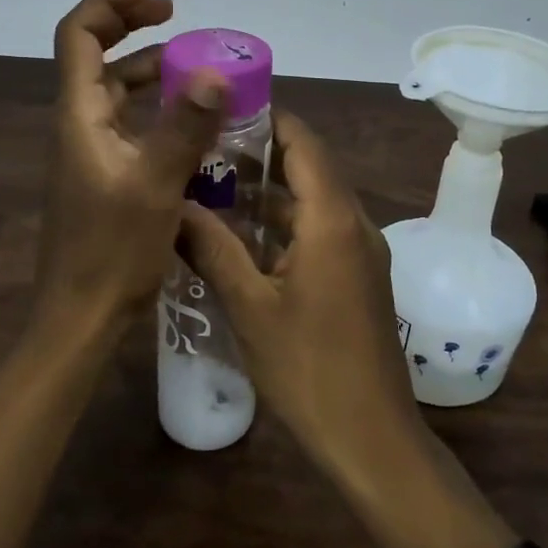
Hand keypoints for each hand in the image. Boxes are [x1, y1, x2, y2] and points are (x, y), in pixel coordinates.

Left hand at [35, 0, 228, 324]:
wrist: (80, 316)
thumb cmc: (111, 252)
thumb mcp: (156, 186)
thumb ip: (185, 128)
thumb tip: (216, 72)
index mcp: (78, 115)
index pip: (80, 34)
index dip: (112, 0)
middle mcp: (77, 122)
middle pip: (93, 52)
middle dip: (130, 22)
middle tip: (174, 10)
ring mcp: (88, 148)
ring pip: (112, 87)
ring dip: (145, 63)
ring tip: (190, 55)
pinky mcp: (102, 171)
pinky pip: (126, 118)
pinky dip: (152, 101)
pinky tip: (186, 112)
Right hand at [177, 112, 425, 476]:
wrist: (372, 436)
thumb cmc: (309, 368)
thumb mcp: (250, 307)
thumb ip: (214, 248)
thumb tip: (174, 205)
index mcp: (332, 219)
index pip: (303, 142)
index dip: (267, 119)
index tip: (223, 111)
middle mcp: (353, 223)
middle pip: (309, 167)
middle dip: (260, 154)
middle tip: (206, 149)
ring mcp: (361, 250)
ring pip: (313, 200)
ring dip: (270, 191)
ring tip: (214, 186)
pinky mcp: (359, 275)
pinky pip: (321, 229)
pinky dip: (285, 222)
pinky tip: (243, 236)